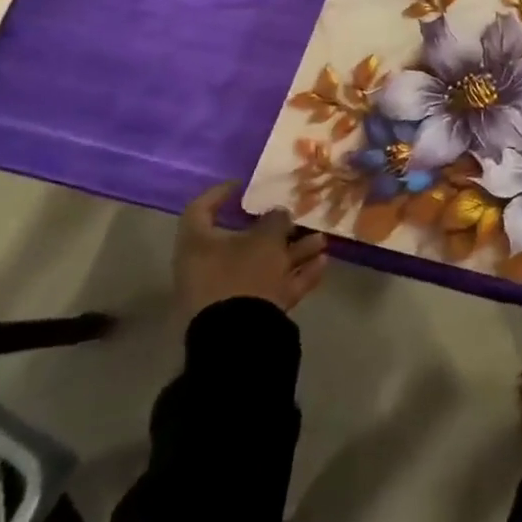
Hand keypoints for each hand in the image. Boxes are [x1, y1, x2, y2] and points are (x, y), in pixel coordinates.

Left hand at [174, 185, 328, 326]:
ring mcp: (228, 292)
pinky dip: (296, 275)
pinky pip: (272, 287)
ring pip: (263, 264)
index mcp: (199, 245)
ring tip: (322, 241)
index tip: (243, 185)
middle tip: (297, 218)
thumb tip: (278, 213)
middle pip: (242, 240)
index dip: (221, 194)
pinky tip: (322, 265)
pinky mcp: (247, 312)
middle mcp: (209, 267)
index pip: (201, 210)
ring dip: (293, 252)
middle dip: (276, 229)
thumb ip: (274, 221)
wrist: (240, 336)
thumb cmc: (244, 274)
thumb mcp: (265, 239)